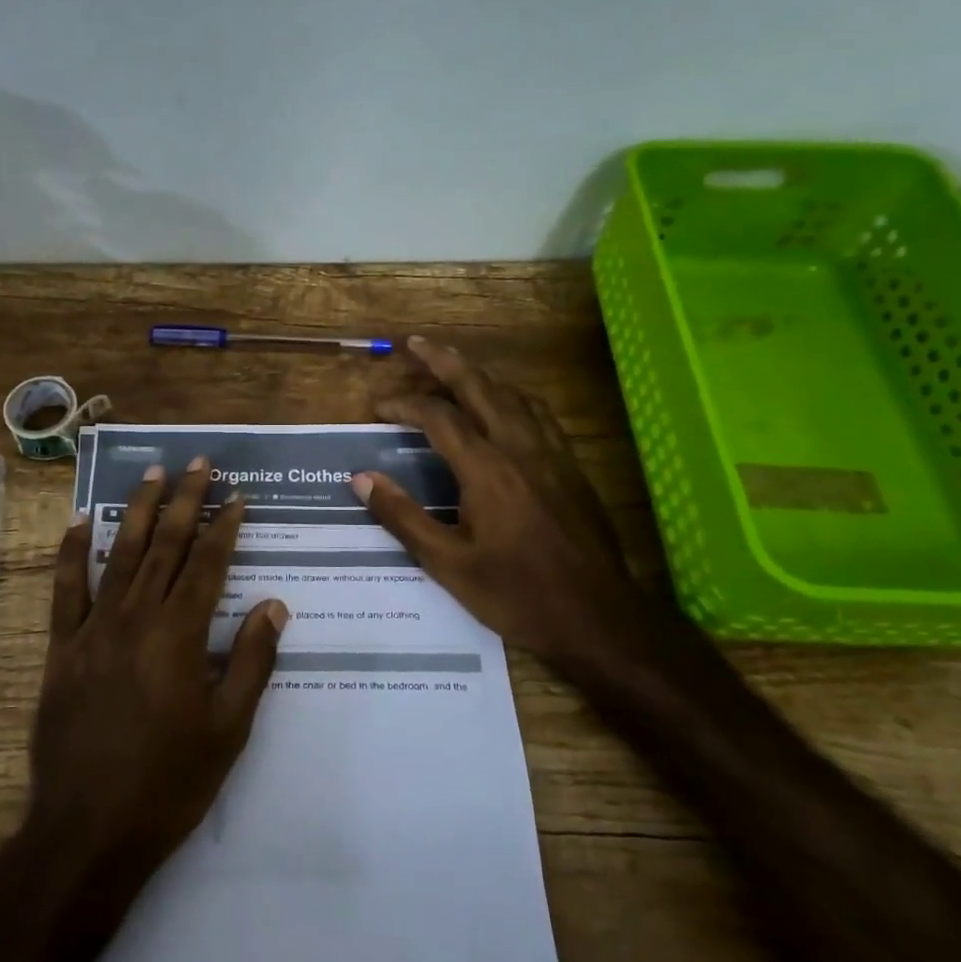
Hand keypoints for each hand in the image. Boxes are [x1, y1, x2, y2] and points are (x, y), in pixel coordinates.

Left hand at [32, 458, 288, 871]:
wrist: (88, 830)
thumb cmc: (169, 783)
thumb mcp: (229, 729)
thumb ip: (251, 661)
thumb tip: (273, 604)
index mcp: (181, 635)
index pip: (208, 564)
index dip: (225, 526)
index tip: (237, 496)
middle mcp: (137, 618)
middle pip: (165, 546)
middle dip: (185, 501)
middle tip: (198, 463)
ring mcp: (94, 629)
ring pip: (119, 555)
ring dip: (137, 511)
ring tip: (152, 473)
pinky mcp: (62, 648)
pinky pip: (65, 590)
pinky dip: (72, 553)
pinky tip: (80, 522)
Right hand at [350, 336, 648, 684]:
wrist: (598, 618)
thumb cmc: (516, 594)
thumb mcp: (447, 564)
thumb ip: (403, 516)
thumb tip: (362, 478)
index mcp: (487, 469)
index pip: (438, 417)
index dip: (404, 404)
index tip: (377, 407)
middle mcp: (520, 448)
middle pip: (480, 387)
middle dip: (445, 360)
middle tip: (416, 343)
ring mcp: (552, 455)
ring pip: (513, 395)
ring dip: (480, 375)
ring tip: (454, 369)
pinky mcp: (571, 468)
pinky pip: (538, 414)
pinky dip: (511, 397)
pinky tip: (505, 408)